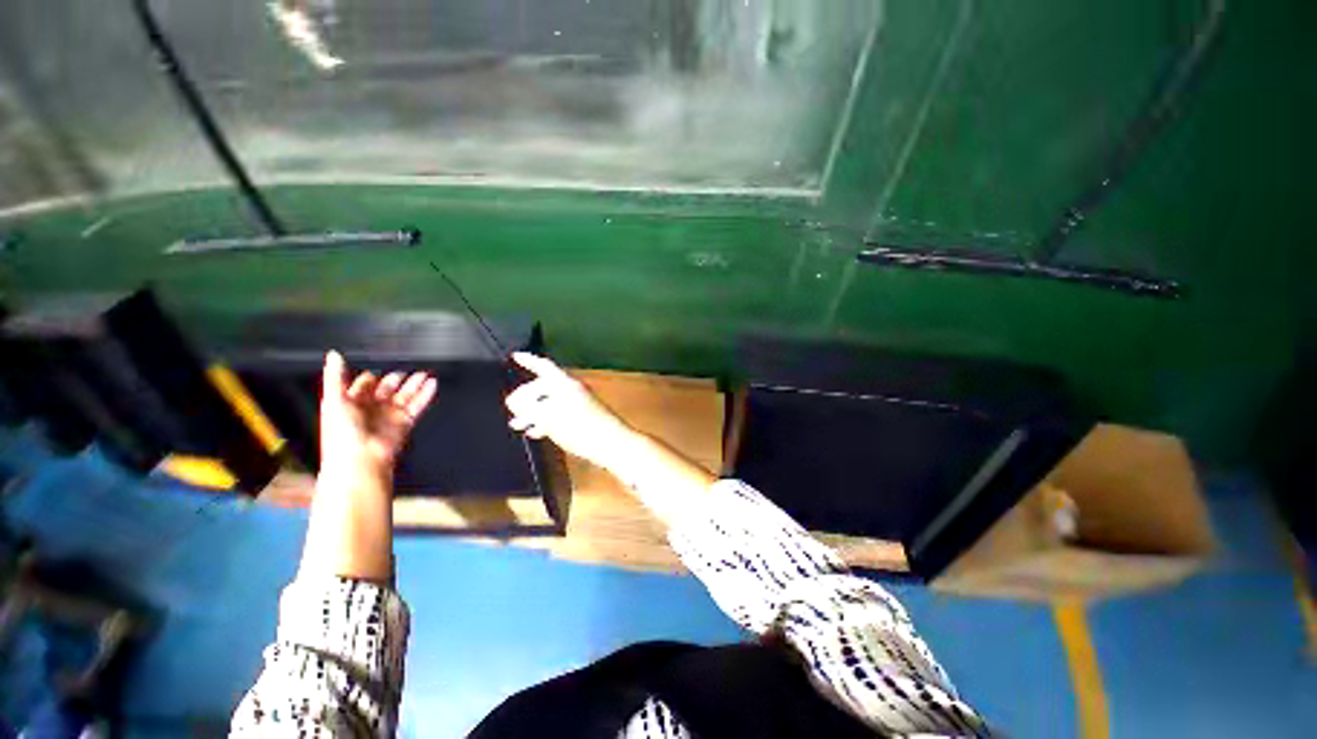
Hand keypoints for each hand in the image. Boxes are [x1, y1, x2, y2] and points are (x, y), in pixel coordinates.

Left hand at [320, 351, 437, 471]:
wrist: (360, 460)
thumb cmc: (342, 434)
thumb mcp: (334, 400)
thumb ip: (335, 377)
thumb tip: (334, 355)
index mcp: (351, 403)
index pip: (364, 385)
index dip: (371, 377)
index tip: (378, 368)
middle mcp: (371, 409)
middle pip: (388, 389)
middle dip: (397, 379)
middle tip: (406, 371)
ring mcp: (389, 416)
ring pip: (405, 396)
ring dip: (415, 385)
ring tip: (424, 374)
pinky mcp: (405, 423)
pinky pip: (418, 405)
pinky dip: (426, 394)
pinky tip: (432, 384)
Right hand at [505, 352, 634, 468]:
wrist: (610, 443)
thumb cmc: (579, 427)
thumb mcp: (548, 416)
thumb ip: (528, 406)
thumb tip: (513, 400)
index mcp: (564, 384)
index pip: (544, 366)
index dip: (528, 360)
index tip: (515, 356)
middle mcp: (572, 389)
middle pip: (544, 387)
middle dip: (526, 396)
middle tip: (511, 409)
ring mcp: (579, 403)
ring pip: (550, 403)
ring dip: (533, 412)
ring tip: (517, 424)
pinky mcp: (583, 418)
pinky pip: (559, 414)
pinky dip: (546, 421)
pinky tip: (536, 432)